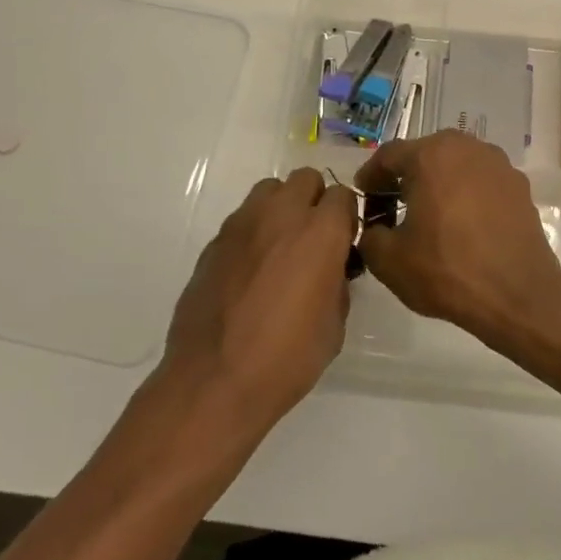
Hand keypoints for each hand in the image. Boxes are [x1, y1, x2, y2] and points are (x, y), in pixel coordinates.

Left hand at [159, 168, 356, 428]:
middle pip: (305, 179)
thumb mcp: (334, 325)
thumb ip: (337, 283)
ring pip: (269, 190)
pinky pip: (242, 220)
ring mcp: (242, 225)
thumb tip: (329, 270)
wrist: (215, 380)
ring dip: (281, 208)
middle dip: (315, 201)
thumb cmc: (287, 358)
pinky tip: (250, 271)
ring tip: (280, 247)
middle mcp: (281, 216)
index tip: (344, 243)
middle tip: (314, 239)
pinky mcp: (214, 242)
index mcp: (320, 233)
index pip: (343, 195)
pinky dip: (253, 233)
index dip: (346, 218)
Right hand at [356, 132, 560, 351]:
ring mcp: (499, 165)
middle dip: (405, 177)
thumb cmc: (447, 270)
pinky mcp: (520, 187)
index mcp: (431, 155)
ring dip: (437, 184)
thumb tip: (376, 228)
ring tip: (428, 216)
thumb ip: (369, 235)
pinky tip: (461, 226)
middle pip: (425, 154)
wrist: (519, 295)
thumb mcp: (388, 260)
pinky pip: (481, 182)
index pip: (388, 155)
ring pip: (456, 166)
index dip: (370, 176)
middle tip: (391, 206)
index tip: (363, 197)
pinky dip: (465, 196)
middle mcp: (467, 148)